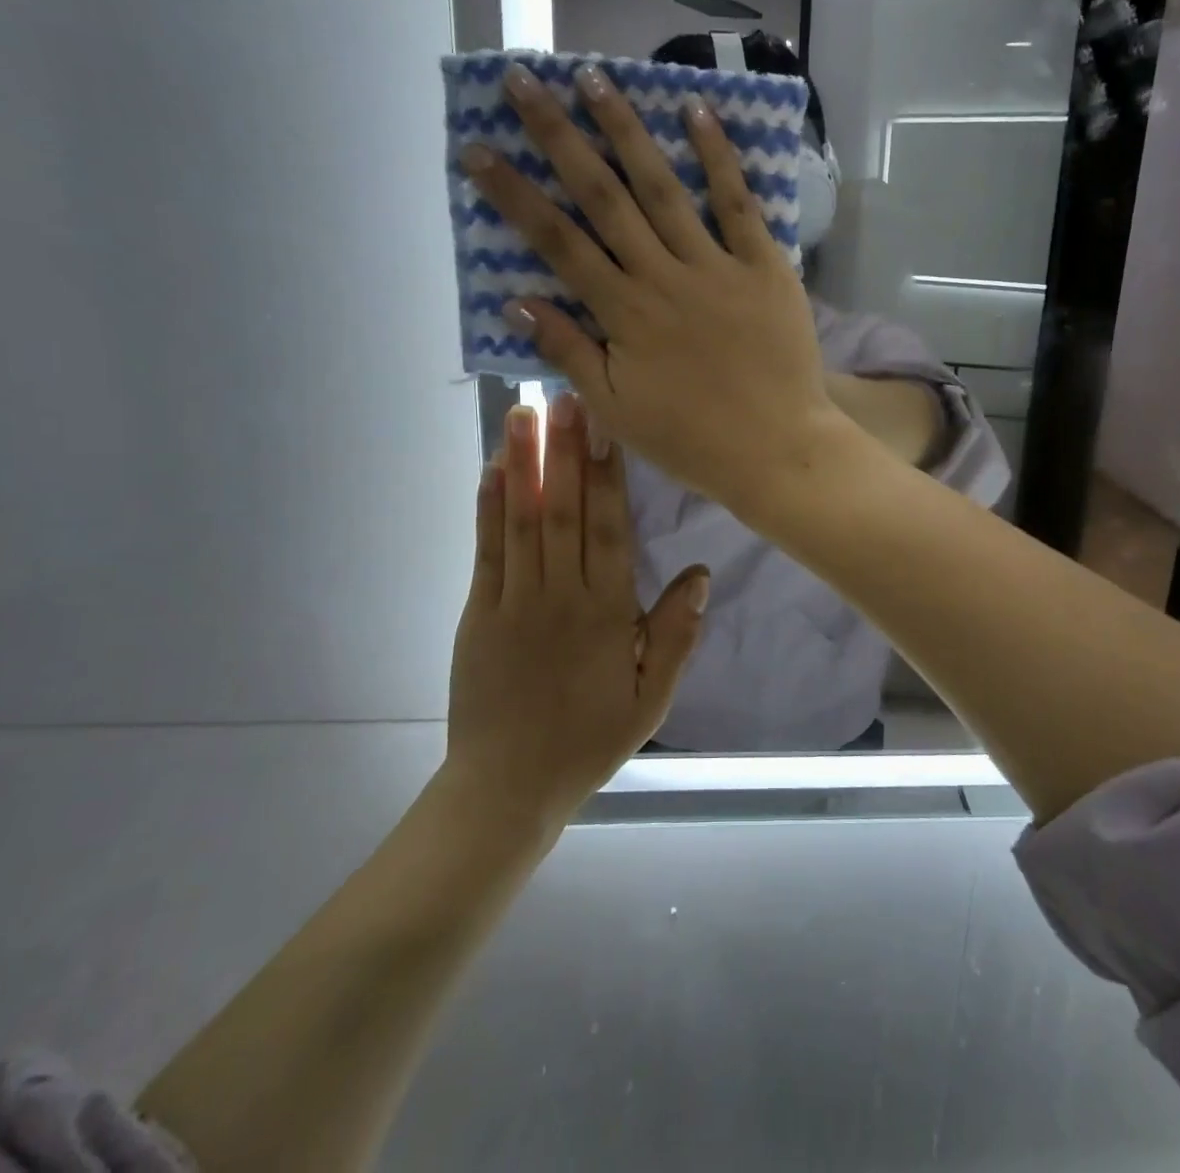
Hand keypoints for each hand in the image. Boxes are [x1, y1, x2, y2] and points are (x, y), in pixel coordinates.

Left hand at [441, 394, 709, 827]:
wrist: (508, 786)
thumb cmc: (589, 739)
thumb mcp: (652, 698)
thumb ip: (676, 634)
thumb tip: (700, 573)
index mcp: (608, 614)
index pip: (612, 530)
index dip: (610, 475)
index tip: (608, 426)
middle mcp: (561, 596)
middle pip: (566, 512)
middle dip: (566, 451)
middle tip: (564, 394)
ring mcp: (515, 601)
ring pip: (523, 521)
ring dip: (524, 464)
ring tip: (522, 412)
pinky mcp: (479, 612)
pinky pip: (487, 552)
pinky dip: (489, 507)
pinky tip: (492, 469)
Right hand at [462, 61, 849, 515]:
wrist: (777, 450)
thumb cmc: (692, 440)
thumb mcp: (616, 411)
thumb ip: (568, 353)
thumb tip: (515, 303)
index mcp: (623, 314)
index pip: (557, 243)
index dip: (514, 195)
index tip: (479, 149)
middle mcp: (662, 277)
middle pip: (602, 198)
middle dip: (559, 137)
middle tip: (525, 81)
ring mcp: (716, 267)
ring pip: (662, 188)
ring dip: (626, 130)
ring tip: (595, 78)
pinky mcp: (765, 267)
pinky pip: (738, 205)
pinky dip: (718, 158)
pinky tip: (696, 112)